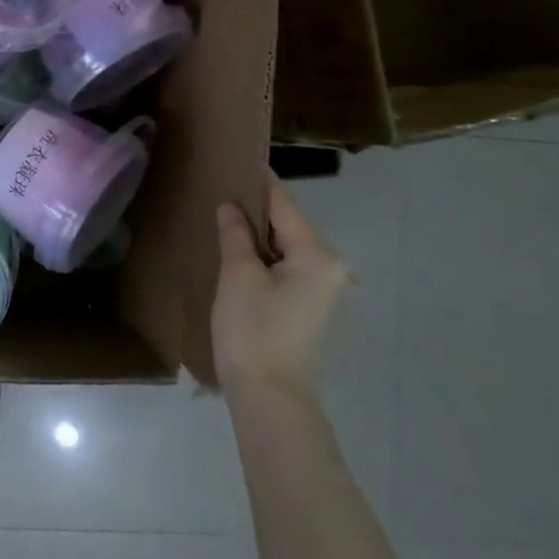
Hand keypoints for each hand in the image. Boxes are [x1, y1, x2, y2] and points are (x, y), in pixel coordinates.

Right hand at [212, 174, 351, 402]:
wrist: (271, 398)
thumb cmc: (253, 331)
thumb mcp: (238, 276)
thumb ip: (236, 235)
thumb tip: (232, 207)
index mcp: (319, 255)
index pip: (285, 206)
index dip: (261, 183)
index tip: (241, 161)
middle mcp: (335, 269)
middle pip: (291, 229)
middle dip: (259, 214)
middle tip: (223, 198)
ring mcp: (330, 294)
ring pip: (291, 252)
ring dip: (262, 241)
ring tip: (228, 229)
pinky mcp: (318, 313)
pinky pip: (293, 273)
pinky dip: (270, 263)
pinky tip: (244, 265)